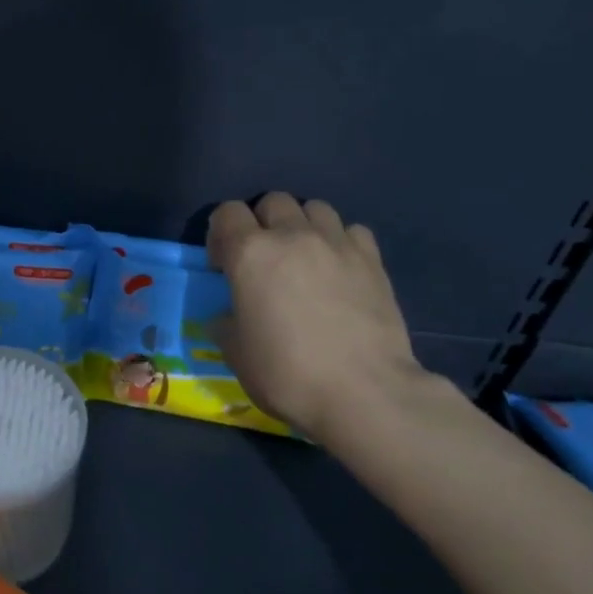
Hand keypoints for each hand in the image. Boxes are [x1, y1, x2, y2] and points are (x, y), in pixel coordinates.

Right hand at [207, 193, 426, 442]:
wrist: (364, 392)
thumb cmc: (287, 373)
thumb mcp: (237, 354)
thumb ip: (226, 324)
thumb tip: (228, 317)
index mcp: (251, 254)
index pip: (226, 213)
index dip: (220, 234)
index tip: (222, 265)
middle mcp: (293, 236)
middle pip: (273, 202)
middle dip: (262, 222)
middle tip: (262, 259)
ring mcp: (337, 244)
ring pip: (315, 208)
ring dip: (302, 225)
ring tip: (303, 257)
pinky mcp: (373, 260)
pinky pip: (352, 231)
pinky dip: (340, 241)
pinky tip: (339, 268)